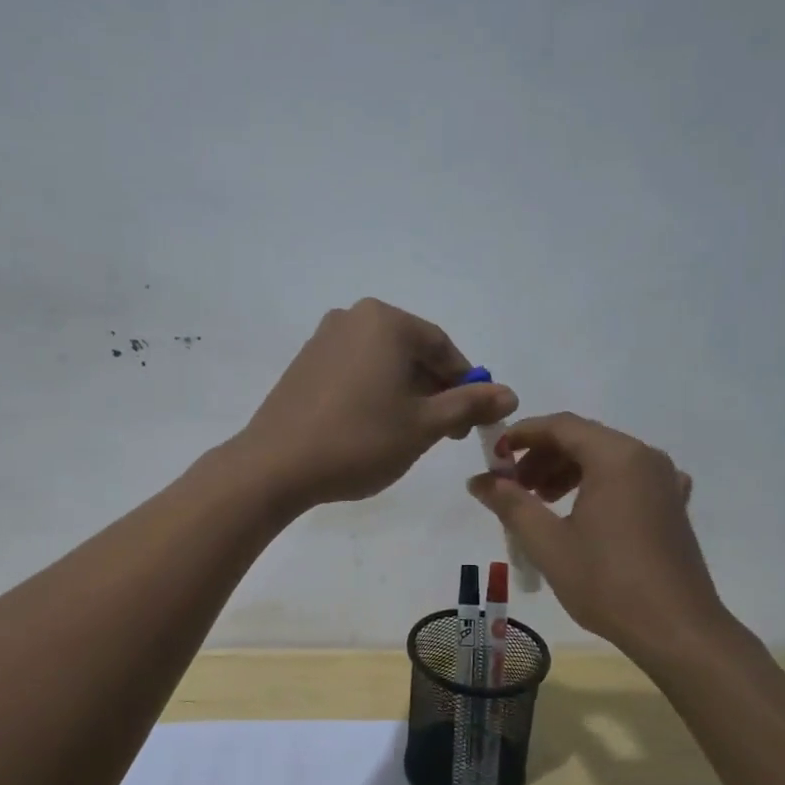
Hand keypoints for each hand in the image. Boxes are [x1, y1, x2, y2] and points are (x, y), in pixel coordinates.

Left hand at [238, 299, 517, 509]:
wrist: (275, 466)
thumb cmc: (360, 440)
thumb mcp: (424, 425)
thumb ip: (469, 405)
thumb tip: (510, 394)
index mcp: (385, 321)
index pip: (442, 347)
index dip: (466, 383)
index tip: (474, 420)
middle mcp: (352, 318)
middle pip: (412, 352)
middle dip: (436, 390)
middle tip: (447, 433)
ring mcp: (323, 339)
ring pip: (383, 363)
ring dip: (407, 394)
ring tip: (411, 435)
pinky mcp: (304, 364)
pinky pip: (355, 372)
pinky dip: (375, 394)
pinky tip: (375, 429)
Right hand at [467, 413, 723, 661]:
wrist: (677, 631)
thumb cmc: (607, 582)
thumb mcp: (548, 543)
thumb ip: (510, 504)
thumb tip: (479, 480)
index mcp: (616, 456)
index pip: (561, 425)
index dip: (522, 435)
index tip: (494, 457)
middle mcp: (645, 457)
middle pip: (584, 438)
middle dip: (543, 456)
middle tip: (514, 487)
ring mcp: (665, 481)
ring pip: (606, 459)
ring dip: (567, 471)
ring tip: (541, 503)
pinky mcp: (673, 506)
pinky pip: (629, 479)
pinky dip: (598, 485)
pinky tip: (584, 513)